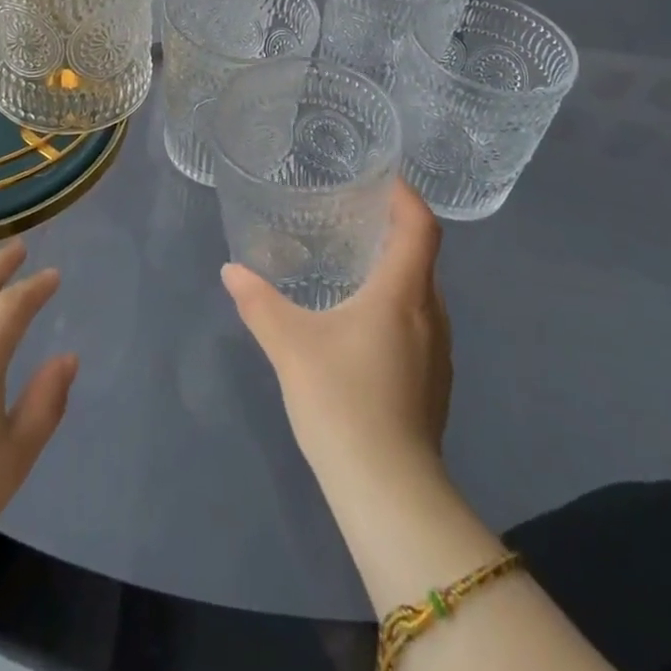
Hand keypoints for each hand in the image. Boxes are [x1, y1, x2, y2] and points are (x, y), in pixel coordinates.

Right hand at [222, 180, 450, 490]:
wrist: (390, 493)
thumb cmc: (342, 401)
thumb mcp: (290, 345)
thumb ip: (259, 302)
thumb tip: (232, 270)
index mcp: (403, 293)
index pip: (420, 226)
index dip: (406, 195)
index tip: (381, 178)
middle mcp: (431, 315)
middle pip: (423, 256)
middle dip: (394, 230)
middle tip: (354, 216)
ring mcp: (439, 354)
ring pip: (423, 293)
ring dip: (396, 271)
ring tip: (355, 265)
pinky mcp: (435, 384)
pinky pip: (421, 324)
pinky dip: (397, 306)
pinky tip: (363, 325)